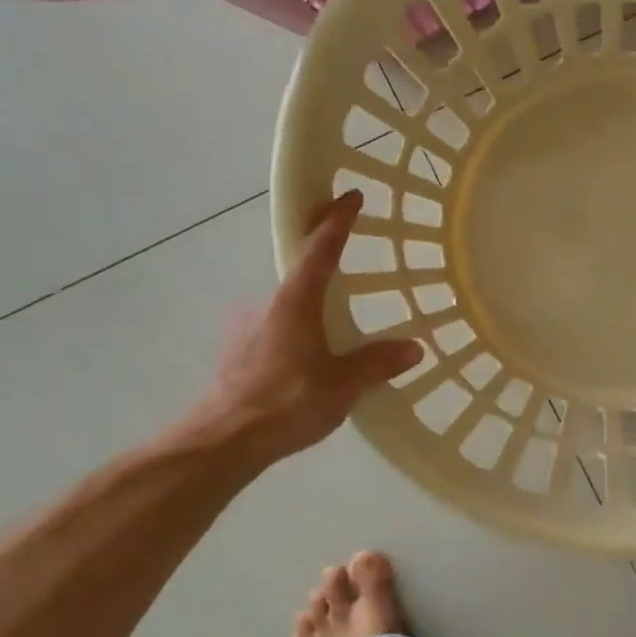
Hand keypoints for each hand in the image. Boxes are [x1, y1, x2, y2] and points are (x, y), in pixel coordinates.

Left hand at [196, 191, 423, 463]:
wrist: (222, 441)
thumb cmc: (286, 403)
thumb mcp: (343, 385)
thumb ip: (377, 363)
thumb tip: (413, 348)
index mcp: (295, 302)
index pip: (319, 249)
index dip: (336, 220)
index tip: (349, 195)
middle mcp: (267, 304)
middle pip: (299, 274)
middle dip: (320, 267)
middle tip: (348, 267)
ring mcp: (246, 327)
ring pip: (285, 307)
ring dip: (308, 311)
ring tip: (333, 336)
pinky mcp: (237, 352)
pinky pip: (273, 331)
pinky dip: (293, 335)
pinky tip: (304, 364)